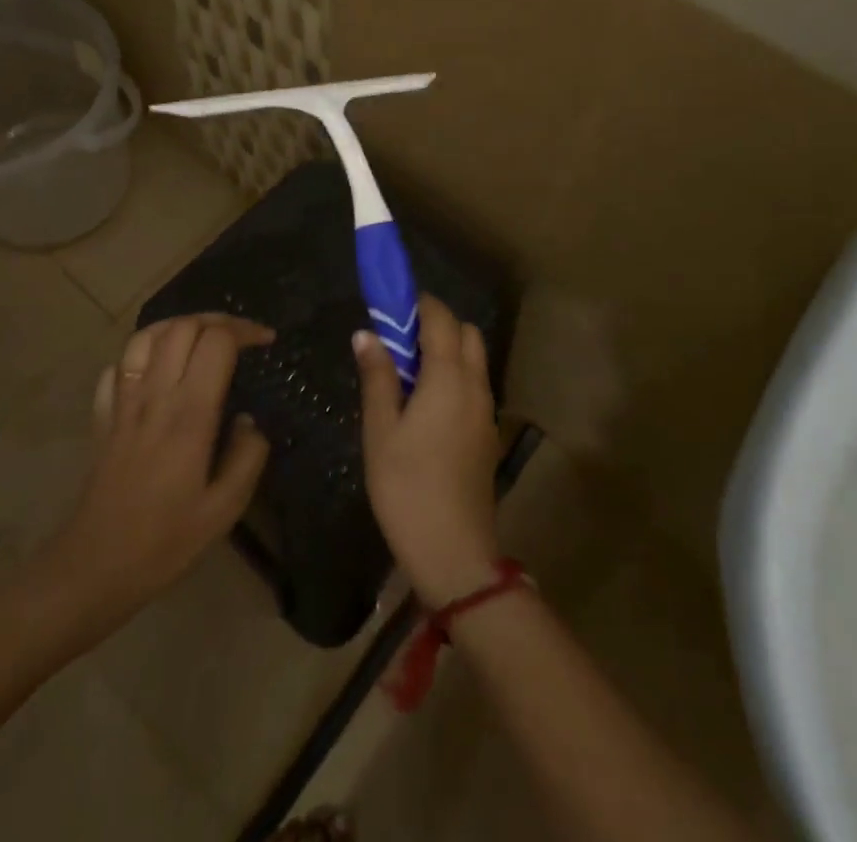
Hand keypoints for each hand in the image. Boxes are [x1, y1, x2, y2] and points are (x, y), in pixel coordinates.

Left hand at [39, 315, 272, 622]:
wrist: (94, 568)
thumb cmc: (165, 542)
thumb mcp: (225, 510)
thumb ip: (248, 457)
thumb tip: (250, 422)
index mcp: (190, 414)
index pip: (217, 342)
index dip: (245, 331)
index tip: (266, 341)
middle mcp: (155, 396)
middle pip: (183, 327)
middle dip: (217, 320)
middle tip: (240, 335)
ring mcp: (123, 403)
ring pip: (146, 336)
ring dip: (178, 326)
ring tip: (200, 337)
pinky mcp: (103, 417)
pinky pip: (118, 366)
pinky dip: (141, 355)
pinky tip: (156, 369)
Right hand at [355, 295, 501, 606]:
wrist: (454, 551)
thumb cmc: (407, 487)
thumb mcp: (380, 431)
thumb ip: (378, 377)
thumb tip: (367, 334)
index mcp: (448, 378)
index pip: (441, 319)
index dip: (419, 304)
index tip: (392, 306)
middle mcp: (475, 385)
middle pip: (466, 333)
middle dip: (437, 324)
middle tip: (400, 342)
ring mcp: (487, 411)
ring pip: (475, 359)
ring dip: (448, 350)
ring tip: (409, 374)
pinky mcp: (489, 434)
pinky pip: (476, 385)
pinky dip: (456, 376)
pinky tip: (427, 405)